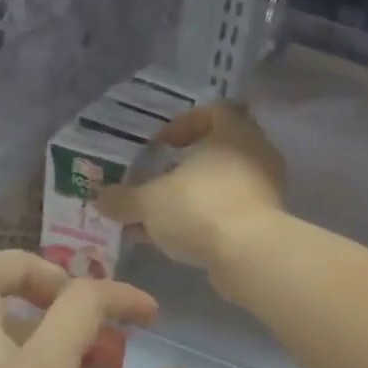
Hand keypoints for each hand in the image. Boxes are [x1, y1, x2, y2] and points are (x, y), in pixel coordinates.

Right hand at [97, 103, 286, 277]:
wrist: (249, 255)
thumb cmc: (199, 208)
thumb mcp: (149, 202)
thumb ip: (123, 199)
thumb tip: (100, 200)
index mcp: (233, 131)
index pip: (213, 111)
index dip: (184, 125)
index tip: (161, 146)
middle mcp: (256, 153)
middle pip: (217, 152)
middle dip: (184, 169)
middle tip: (158, 183)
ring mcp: (266, 189)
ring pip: (222, 186)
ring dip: (192, 199)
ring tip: (160, 218)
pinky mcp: (268, 221)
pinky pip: (231, 212)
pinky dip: (207, 220)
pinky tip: (179, 240)